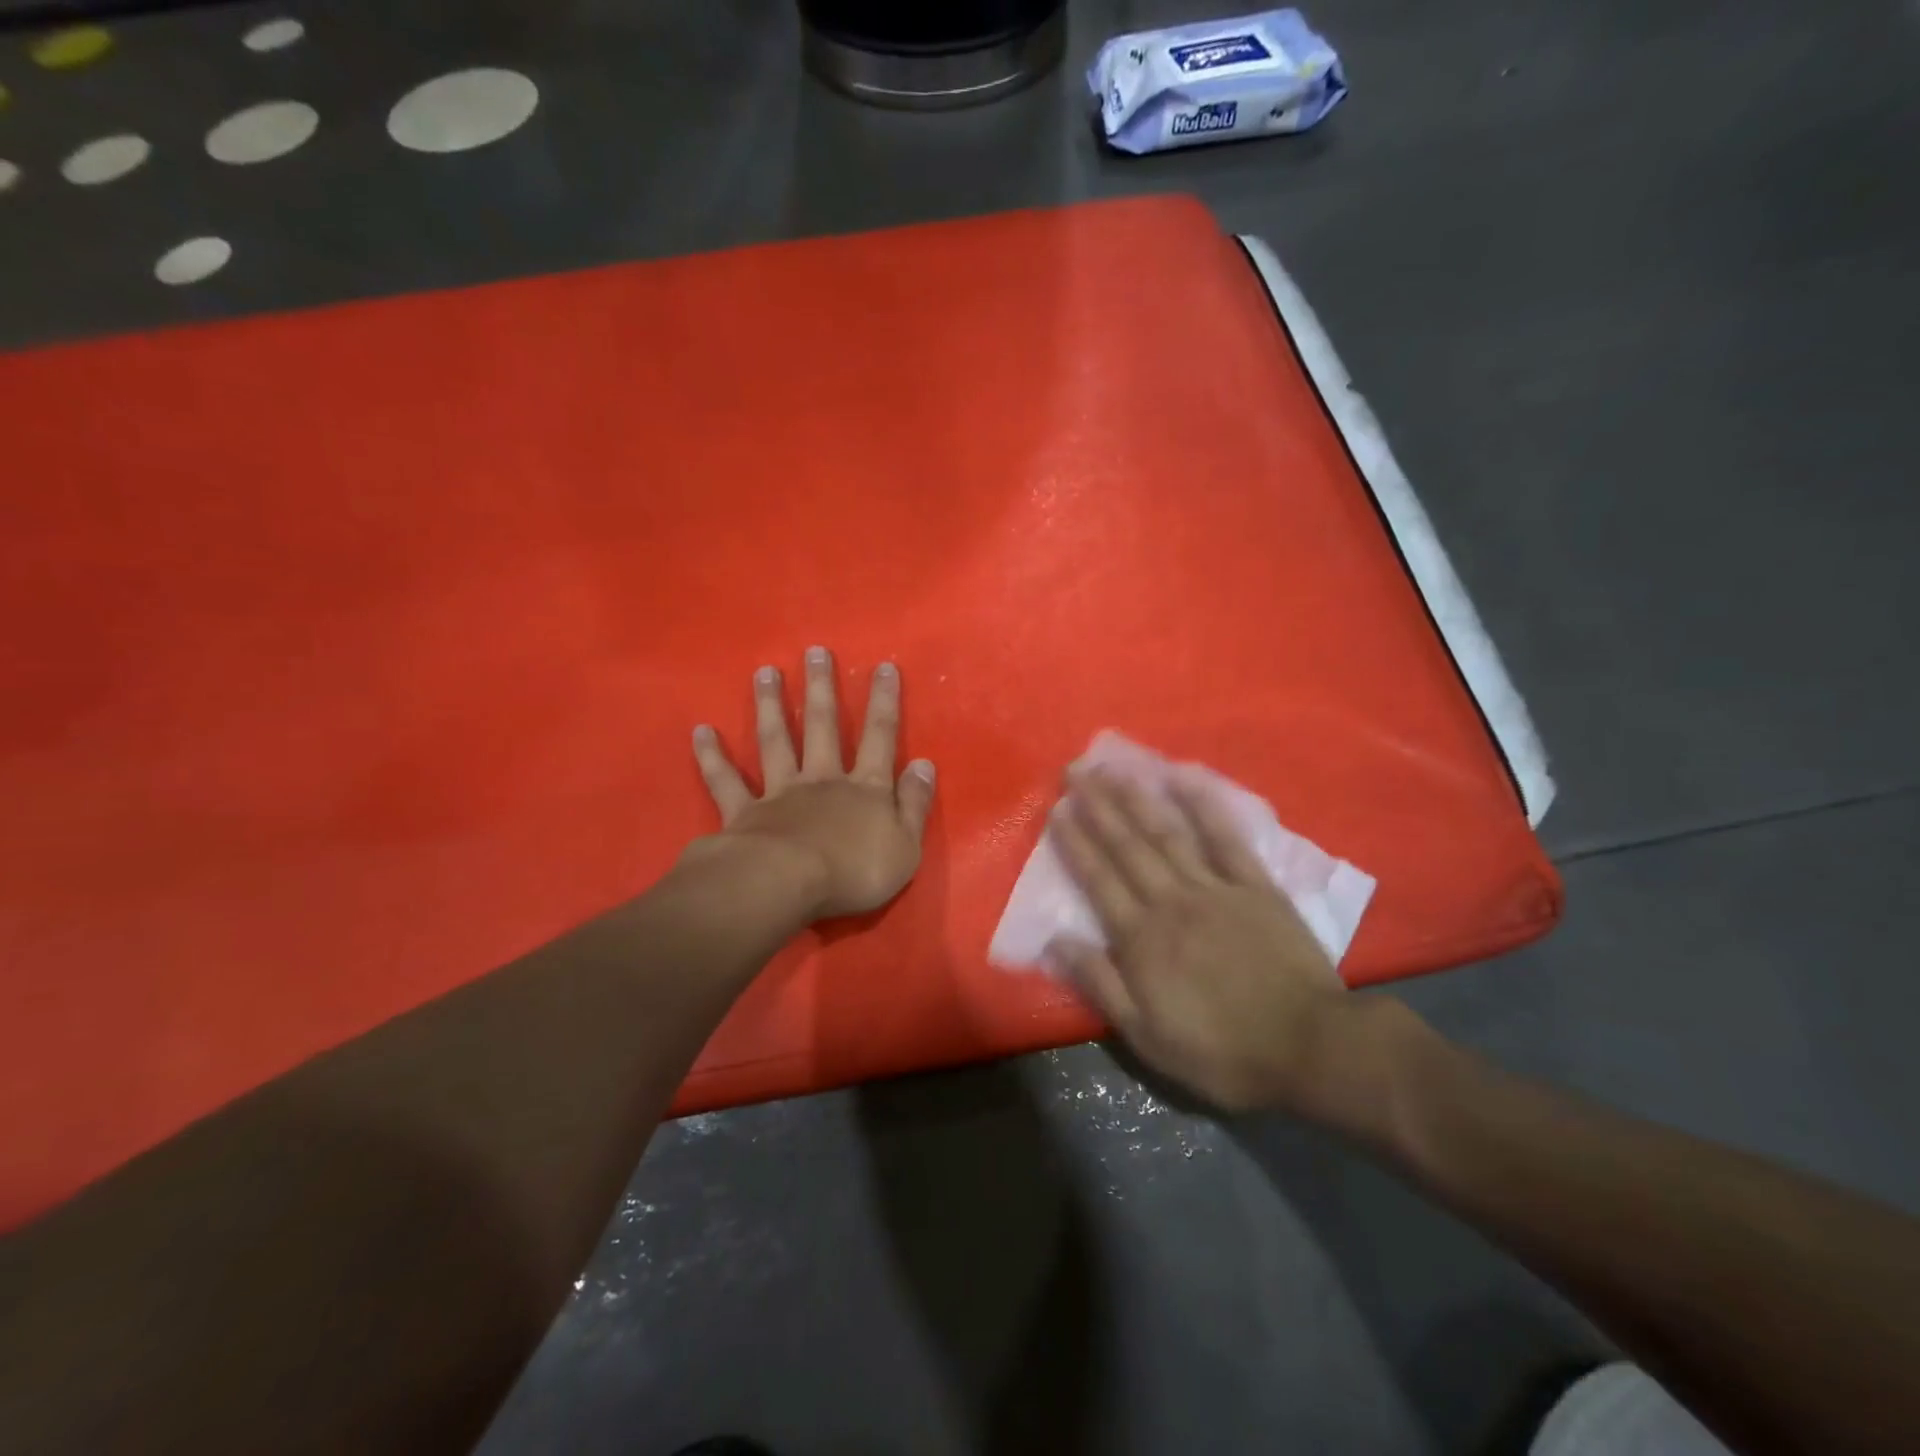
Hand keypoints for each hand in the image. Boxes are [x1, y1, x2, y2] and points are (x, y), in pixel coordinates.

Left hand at [687, 648, 935, 920]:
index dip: (884, 702)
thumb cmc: (853, 873)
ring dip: (770, 706)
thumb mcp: (905, 847)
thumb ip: (915, 804)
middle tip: (814, 652)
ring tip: (764, 673)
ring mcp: (780, 793)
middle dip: (822, 688)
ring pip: (775, 742)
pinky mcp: (744, 813)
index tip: (883, 667)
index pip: (880, 737)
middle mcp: (822, 781)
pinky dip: (712, 757)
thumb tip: (924, 764)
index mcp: (864, 790)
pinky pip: (726, 781)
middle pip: (823, 727)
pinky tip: (701, 731)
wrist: (785, 886)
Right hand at [1046, 766, 1369, 1114]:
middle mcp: (1170, 901)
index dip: (1074, 843)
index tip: (1057, 810)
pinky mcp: (1255, 886)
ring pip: (1166, 834)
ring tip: (1112, 769)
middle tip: (1075, 771)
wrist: (1309, 1047)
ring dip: (1136, 798)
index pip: (1098, 879)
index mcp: (1140, 938)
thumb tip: (1057, 939)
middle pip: (1127, 846)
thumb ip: (1100, 984)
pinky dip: (1205, 805)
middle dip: (1097, 806)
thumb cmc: (1221, 1050)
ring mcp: (1214, 888)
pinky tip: (1185, 777)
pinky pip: (1226, 838)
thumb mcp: (1146, 1036)